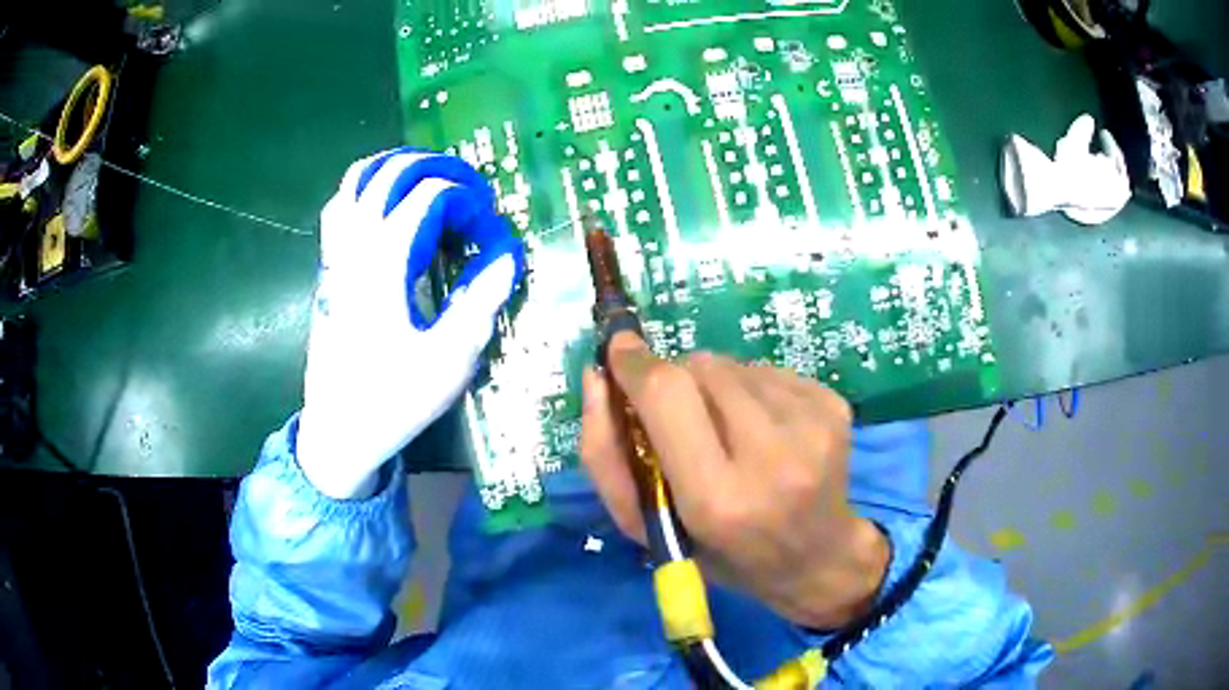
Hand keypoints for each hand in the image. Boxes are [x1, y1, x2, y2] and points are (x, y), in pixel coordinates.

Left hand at [297, 150, 523, 498]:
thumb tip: (507, 252)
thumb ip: (481, 297)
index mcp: (387, 262)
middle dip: (439, 168)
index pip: (433, 196)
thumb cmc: (395, 397)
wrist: (339, 429)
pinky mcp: (328, 267)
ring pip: (358, 179)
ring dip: (398, 167)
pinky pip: (341, 204)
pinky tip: (387, 203)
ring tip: (431, 178)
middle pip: (394, 172)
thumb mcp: (451, 357)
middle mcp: (356, 245)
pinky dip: (367, 187)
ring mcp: (336, 253)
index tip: (490, 235)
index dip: (470, 203)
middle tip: (471, 190)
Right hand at [581, 333, 888, 628]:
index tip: (617, 352)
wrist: (818, 558)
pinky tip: (763, 431)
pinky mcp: (833, 406)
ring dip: (714, 387)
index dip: (635, 364)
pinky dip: (750, 390)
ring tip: (728, 433)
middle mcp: (773, 455)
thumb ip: (605, 457)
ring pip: (733, 364)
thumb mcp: (647, 529)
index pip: (667, 395)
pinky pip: (767, 370)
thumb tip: (597, 377)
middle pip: (700, 367)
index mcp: (719, 498)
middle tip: (680, 419)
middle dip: (675, 380)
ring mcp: (812, 425)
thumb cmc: (722, 555)